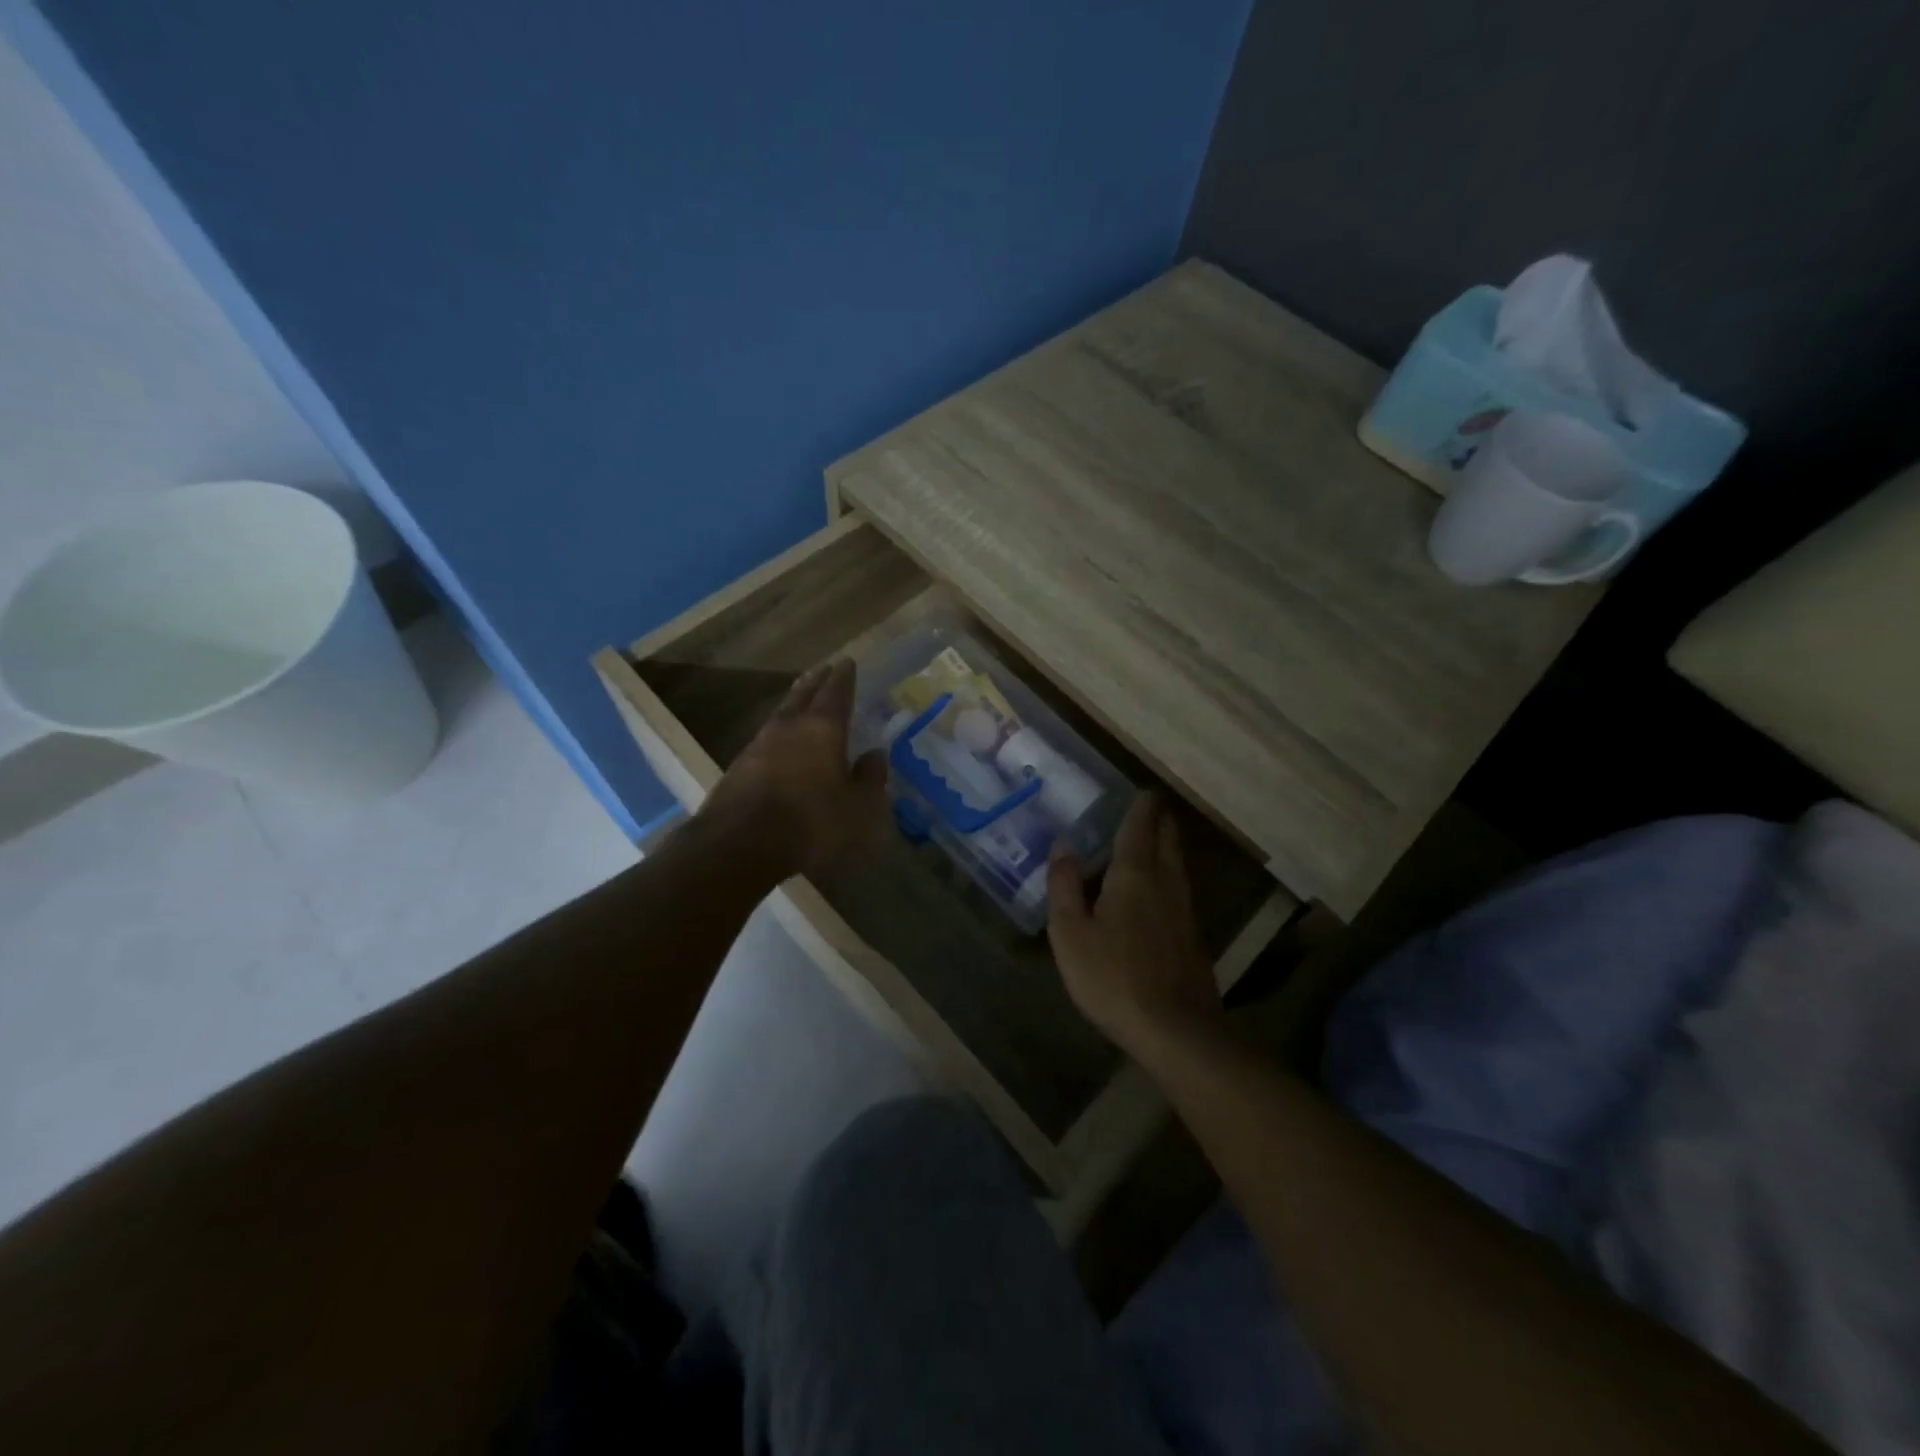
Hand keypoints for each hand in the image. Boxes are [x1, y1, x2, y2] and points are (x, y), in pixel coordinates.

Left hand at [696, 660, 888, 878]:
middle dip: (816, 681)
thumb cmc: (811, 822)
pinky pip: (767, 736)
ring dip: (794, 701)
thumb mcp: (857, 807)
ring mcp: (760, 744)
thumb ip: (870, 778)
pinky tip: (782, 739)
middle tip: (824, 668)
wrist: (740, 844)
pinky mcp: (740, 765)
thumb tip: (877, 754)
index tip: (847, 662)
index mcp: (823, 729)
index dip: (844, 677)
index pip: (836, 693)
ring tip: (802, 696)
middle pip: (803, 694)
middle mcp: (790, 727)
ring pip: (782, 712)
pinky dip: (779, 730)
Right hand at [1047, 792, 1223, 1063]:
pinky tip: (1159, 890)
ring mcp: (1185, 909)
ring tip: (1153, 839)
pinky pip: (1180, 888)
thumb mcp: (1070, 933)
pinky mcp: (1194, 935)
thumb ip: (1064, 885)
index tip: (1142, 790)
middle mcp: (1166, 881)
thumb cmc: (1112, 976)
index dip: (1142, 804)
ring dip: (1167, 845)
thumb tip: (1063, 845)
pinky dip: (1169, 874)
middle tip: (1148, 808)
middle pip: (1168, 838)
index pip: (1141, 825)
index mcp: (1134, 873)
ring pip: (1178, 863)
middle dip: (1159, 819)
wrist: (1175, 1029)